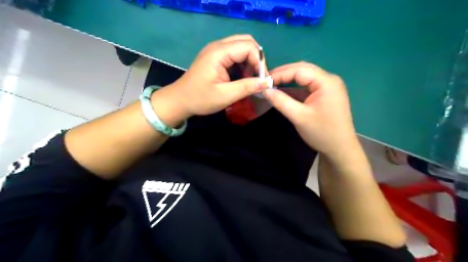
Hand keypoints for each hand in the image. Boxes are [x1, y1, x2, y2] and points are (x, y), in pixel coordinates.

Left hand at [153, 34, 270, 122]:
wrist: (179, 100)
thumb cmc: (200, 99)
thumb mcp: (225, 95)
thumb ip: (247, 87)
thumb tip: (267, 82)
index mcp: (219, 52)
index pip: (248, 46)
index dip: (259, 62)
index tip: (261, 80)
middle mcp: (218, 46)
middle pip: (246, 42)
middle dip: (256, 59)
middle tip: (257, 77)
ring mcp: (216, 50)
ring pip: (241, 47)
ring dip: (249, 61)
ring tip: (249, 79)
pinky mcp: (215, 57)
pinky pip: (234, 54)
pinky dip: (242, 64)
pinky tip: (241, 77)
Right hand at [262, 63, 359, 159]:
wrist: (340, 149)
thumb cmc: (321, 133)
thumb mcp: (299, 117)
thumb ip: (281, 101)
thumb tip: (264, 90)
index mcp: (326, 82)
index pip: (299, 70)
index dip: (280, 73)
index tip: (264, 80)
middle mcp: (329, 80)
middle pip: (303, 70)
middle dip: (284, 74)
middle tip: (267, 80)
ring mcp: (328, 87)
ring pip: (305, 77)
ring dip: (289, 80)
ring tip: (272, 84)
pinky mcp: (325, 95)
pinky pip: (307, 87)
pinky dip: (295, 88)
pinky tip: (284, 91)